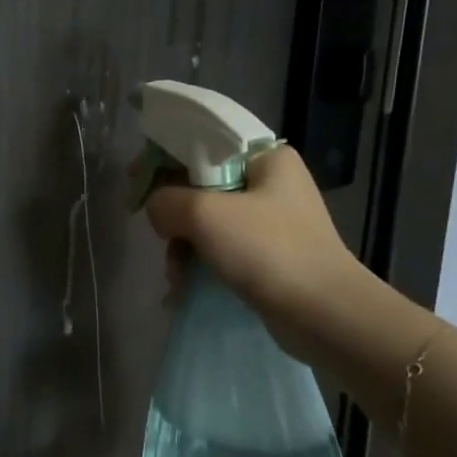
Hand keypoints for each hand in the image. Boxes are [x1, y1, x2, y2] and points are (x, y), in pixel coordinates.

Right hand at [145, 146, 370, 364]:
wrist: (322, 312)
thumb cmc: (267, 250)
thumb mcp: (205, 214)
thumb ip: (166, 200)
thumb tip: (157, 210)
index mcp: (265, 157)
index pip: (201, 144)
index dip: (162, 160)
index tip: (135, 185)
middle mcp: (270, 182)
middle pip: (199, 186)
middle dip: (173, 216)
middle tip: (160, 239)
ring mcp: (270, 220)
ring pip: (205, 221)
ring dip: (182, 247)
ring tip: (176, 276)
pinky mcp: (267, 253)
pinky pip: (218, 248)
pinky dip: (198, 263)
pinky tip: (183, 286)